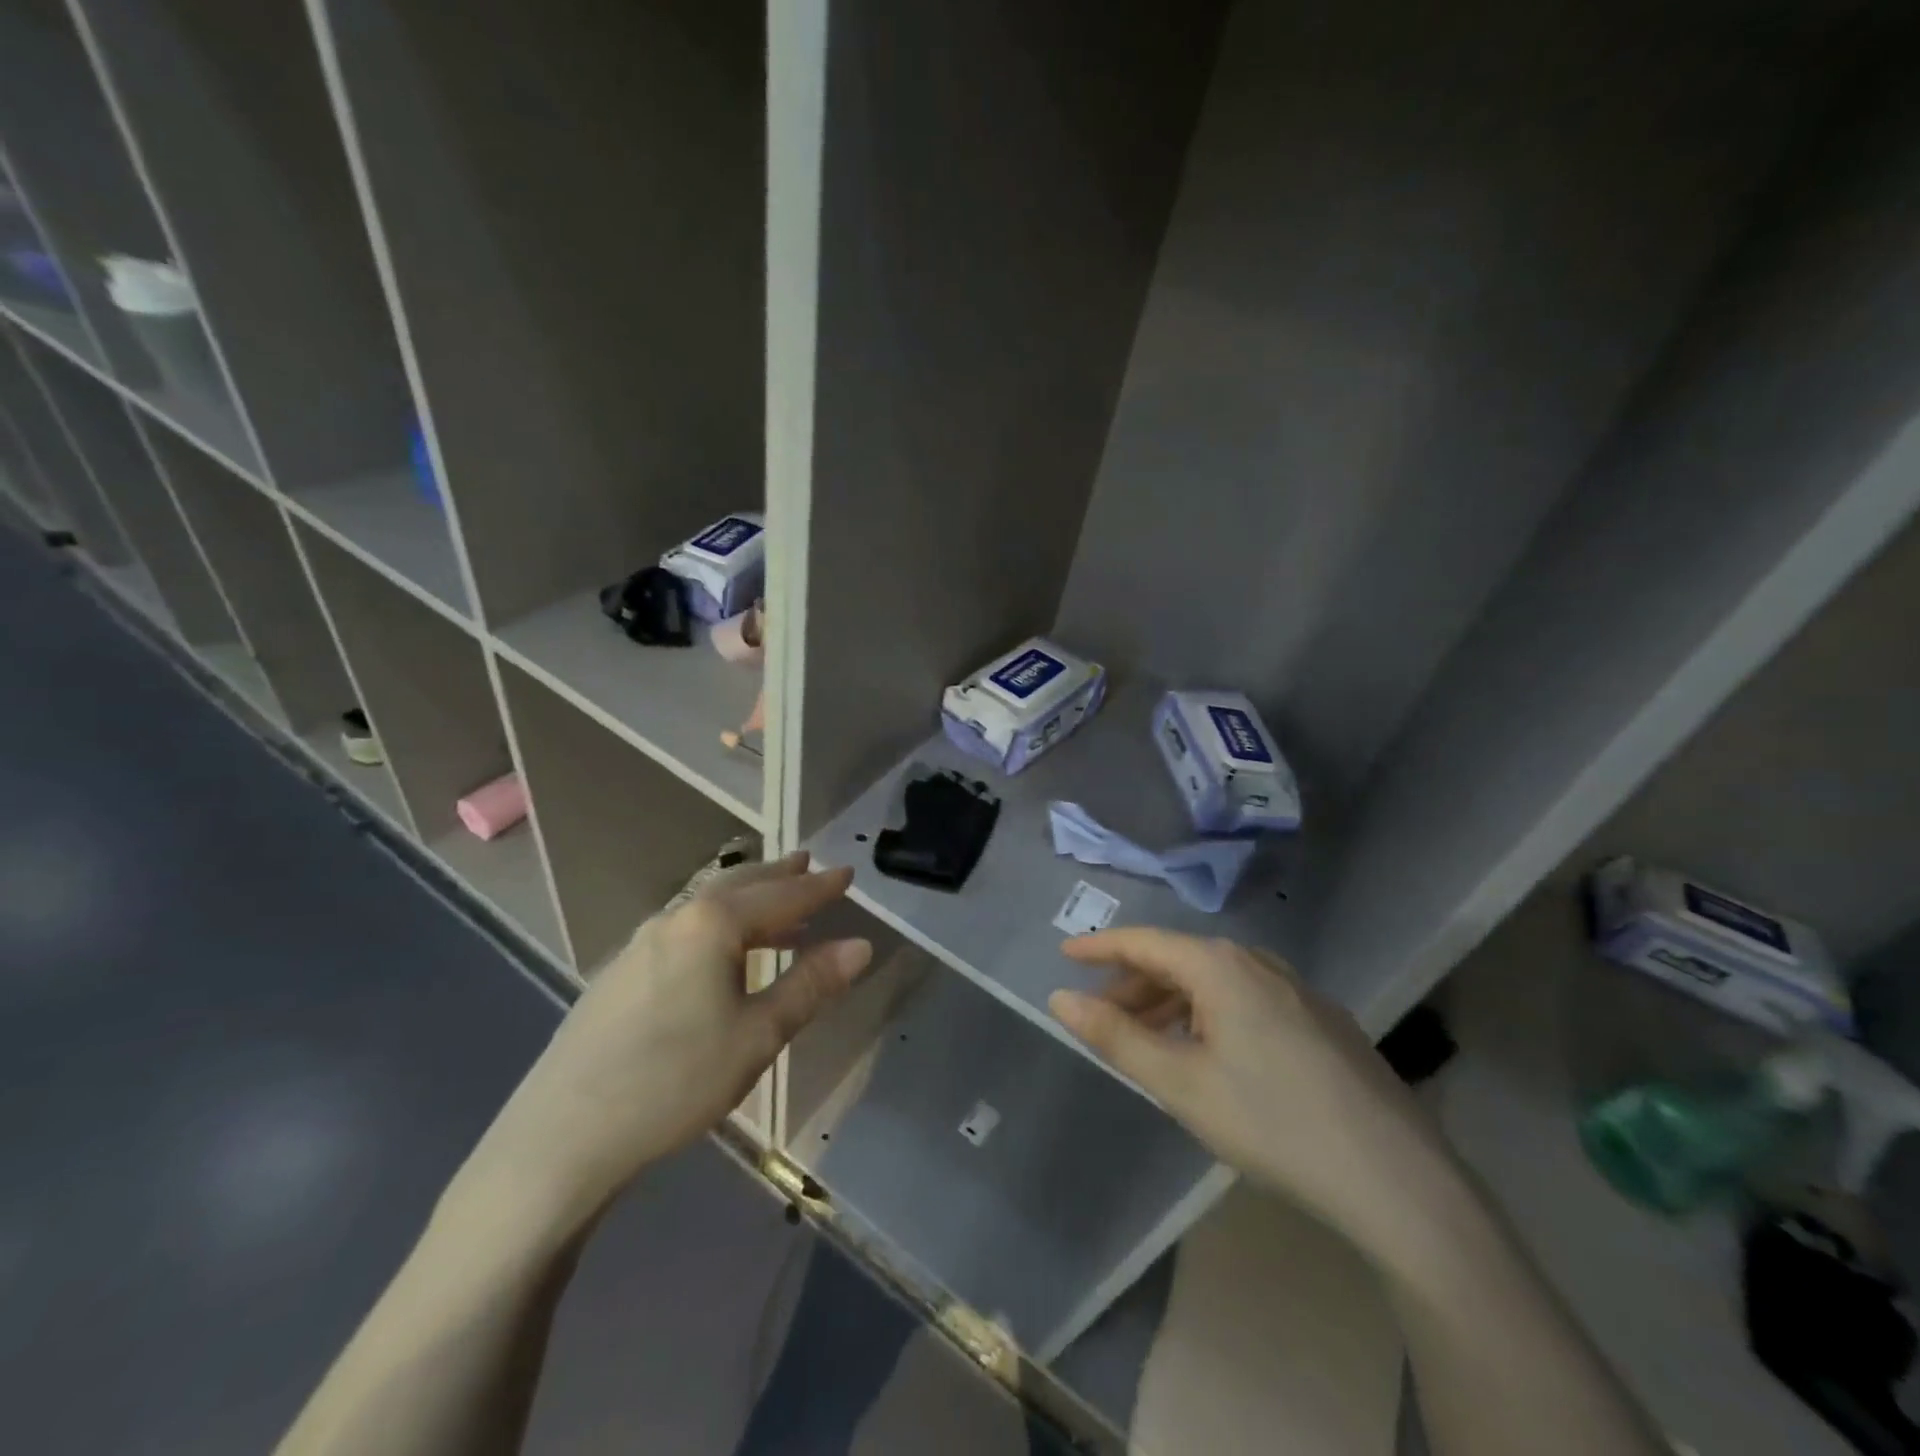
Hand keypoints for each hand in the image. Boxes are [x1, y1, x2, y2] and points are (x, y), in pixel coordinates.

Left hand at [466, 853, 871, 1225]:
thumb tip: (860, 945)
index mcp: (712, 924)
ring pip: (707, 906)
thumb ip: (810, 986)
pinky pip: (684, 928)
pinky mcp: (620, 972)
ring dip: (747, 899)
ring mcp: (641, 943)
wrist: (560, 1138)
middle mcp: (675, 918)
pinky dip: (719, 925)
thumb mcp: (757, 1036)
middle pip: (738, 886)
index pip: (780, 895)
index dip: (818, 887)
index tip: (848, 873)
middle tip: (808, 864)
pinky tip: (722, 953)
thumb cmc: (674, 1081)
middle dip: (778, 876)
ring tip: (778, 908)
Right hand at [1049, 929, 1458, 1261]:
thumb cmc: (1272, 1122)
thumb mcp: (1180, 1083)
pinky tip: (1211, 1053)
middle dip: (1134, 985)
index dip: (1099, 948)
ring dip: (1172, 1003)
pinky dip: (1210, 1014)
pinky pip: (1246, 999)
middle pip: (1179, 960)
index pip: (1143, 941)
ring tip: (1149, 1040)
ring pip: (1215, 981)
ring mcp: (1296, 989)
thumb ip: (1115, 1036)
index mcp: (1219, 965)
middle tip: (1102, 1016)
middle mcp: (1257, 962)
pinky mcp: (1321, 1020)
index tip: (1064, 956)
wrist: (1396, 1178)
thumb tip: (1061, 998)